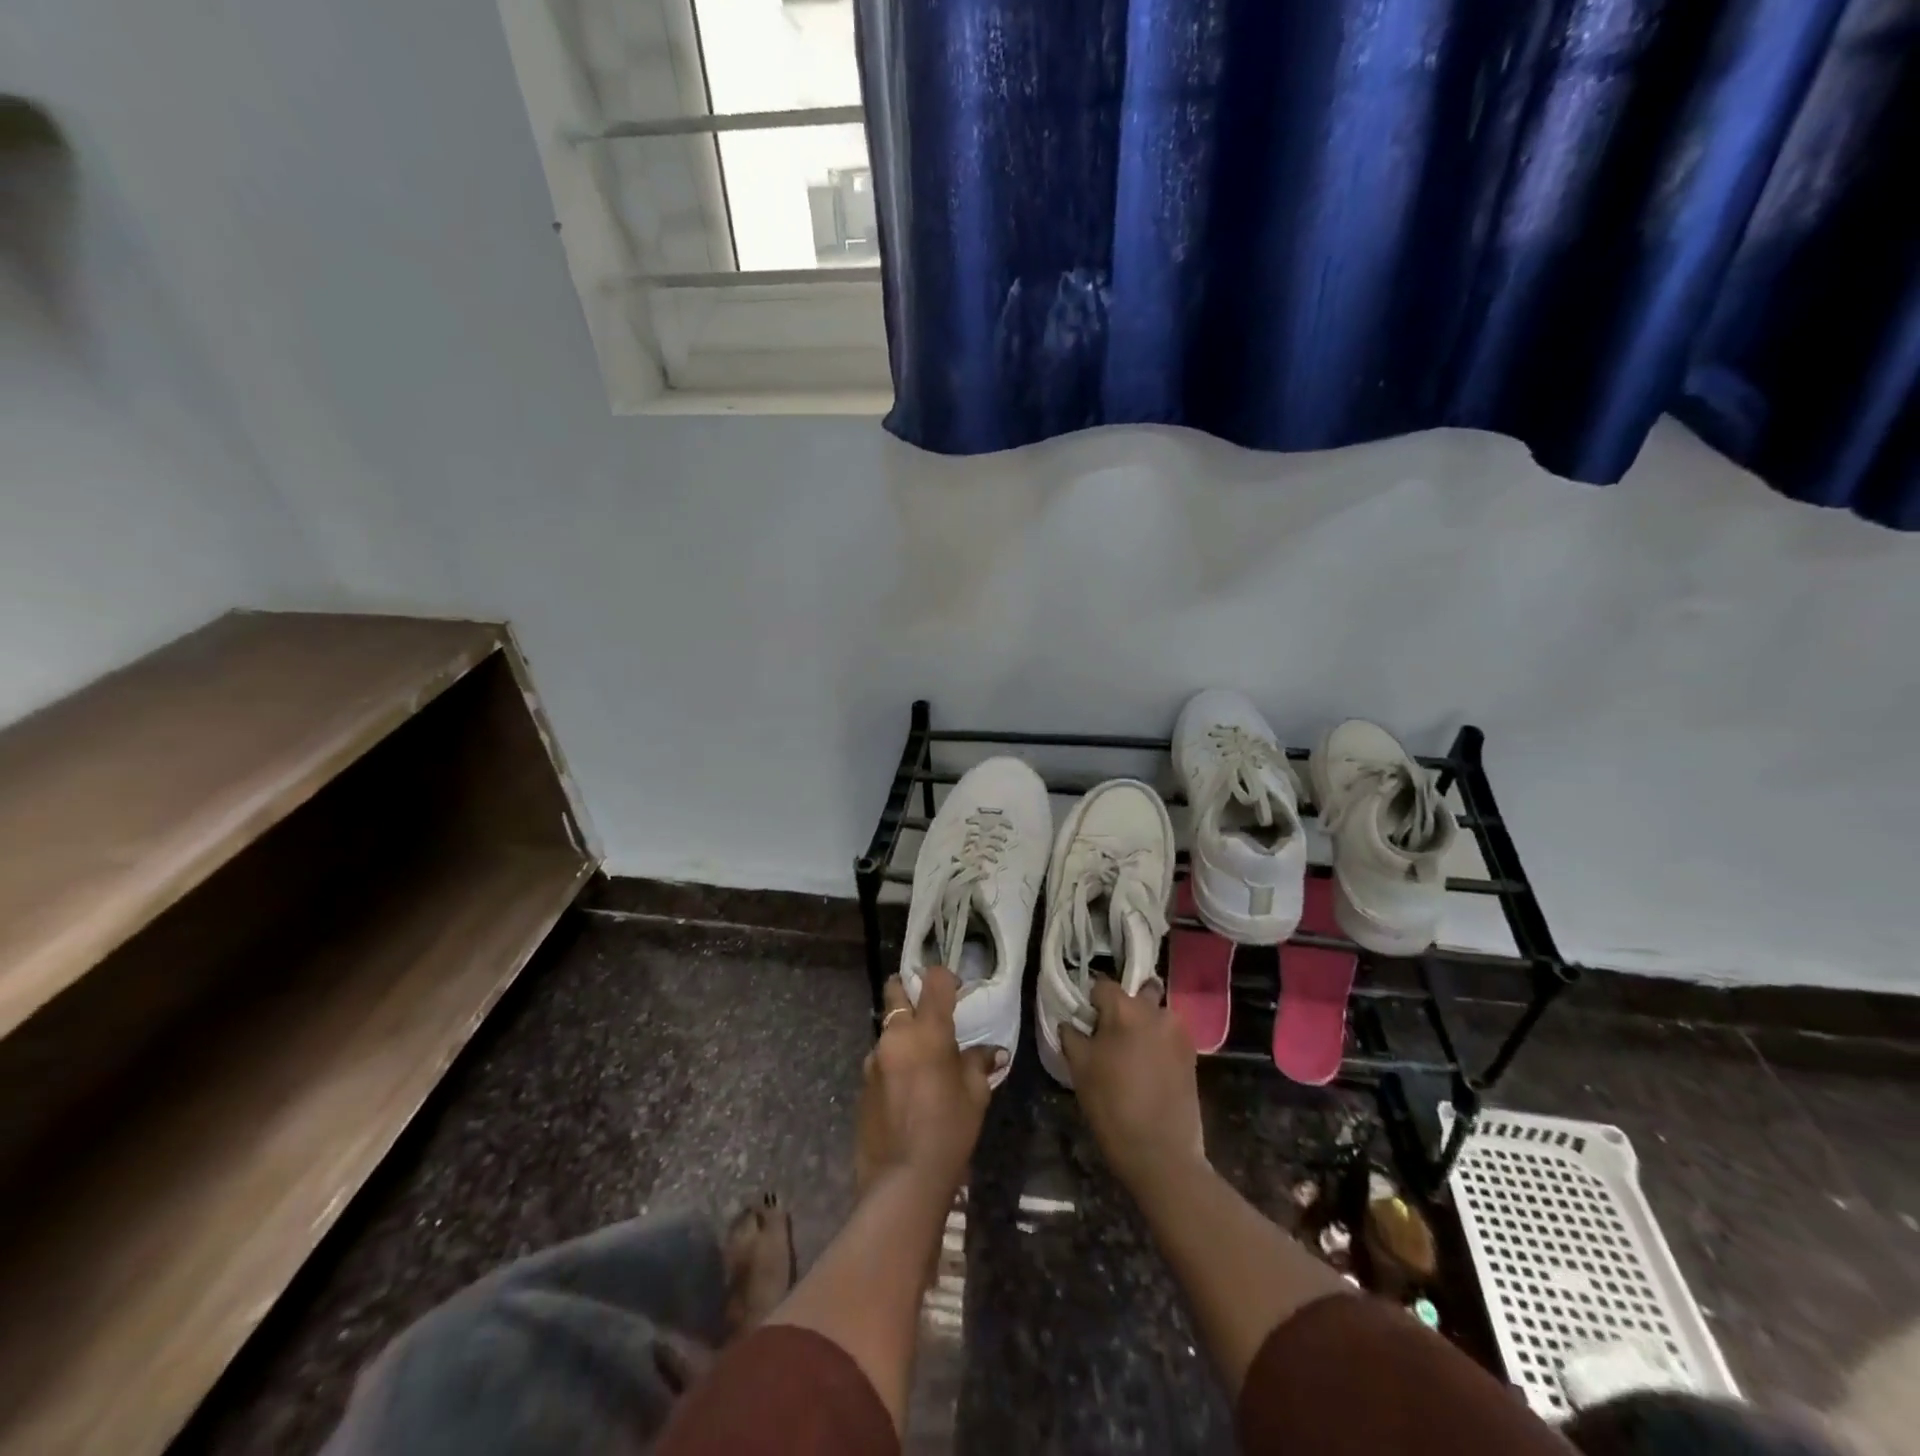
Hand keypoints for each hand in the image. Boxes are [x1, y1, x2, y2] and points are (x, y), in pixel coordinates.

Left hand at [856, 969, 1000, 1196]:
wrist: (903, 1180)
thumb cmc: (949, 1130)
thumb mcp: (975, 1096)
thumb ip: (979, 1064)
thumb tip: (994, 1053)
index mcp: (928, 1030)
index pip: (934, 980)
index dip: (945, 978)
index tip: (955, 991)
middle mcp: (896, 1035)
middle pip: (895, 990)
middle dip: (907, 989)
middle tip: (926, 1008)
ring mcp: (874, 1059)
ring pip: (887, 1029)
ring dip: (901, 1034)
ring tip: (920, 1062)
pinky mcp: (862, 1083)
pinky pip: (880, 1060)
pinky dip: (893, 1063)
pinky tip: (905, 1091)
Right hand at [1059, 977, 1206, 1193]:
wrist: (1161, 1152)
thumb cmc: (1112, 1104)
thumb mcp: (1079, 1067)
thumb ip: (1072, 1035)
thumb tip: (1071, 1023)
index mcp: (1124, 1008)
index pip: (1102, 985)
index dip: (1092, 1002)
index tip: (1086, 1023)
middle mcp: (1154, 1010)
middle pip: (1136, 993)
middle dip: (1124, 1008)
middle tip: (1111, 1036)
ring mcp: (1178, 1031)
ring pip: (1155, 1014)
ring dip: (1144, 1025)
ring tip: (1132, 1055)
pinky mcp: (1192, 1053)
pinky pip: (1169, 1035)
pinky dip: (1158, 1043)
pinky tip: (1149, 1069)